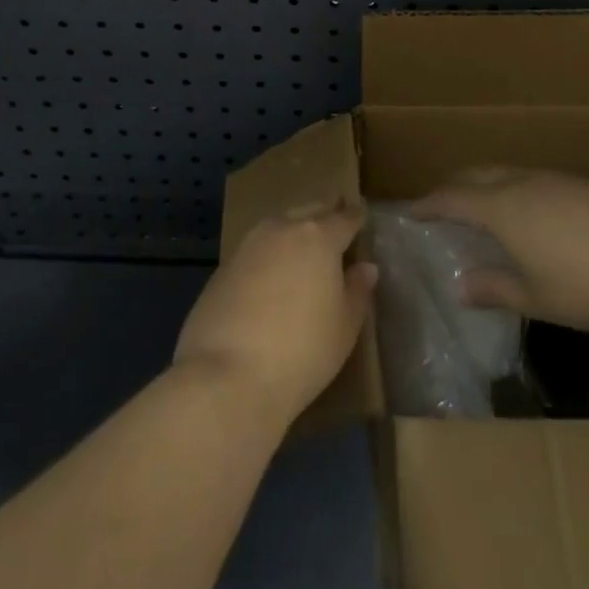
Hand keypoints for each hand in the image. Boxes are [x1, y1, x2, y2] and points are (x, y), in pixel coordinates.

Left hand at [174, 201, 376, 425]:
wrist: (227, 377)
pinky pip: (256, 248)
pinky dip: (270, 253)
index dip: (357, 216)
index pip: (345, 217)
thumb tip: (365, 267)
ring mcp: (249, 244)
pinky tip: (272, 273)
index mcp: (319, 236)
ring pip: (280, 224)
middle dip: (325, 212)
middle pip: (310, 210)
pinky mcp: (223, 266)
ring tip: (305, 244)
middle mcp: (283, 228)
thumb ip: (357, 291)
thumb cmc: (302, 351)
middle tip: (336, 218)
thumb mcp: (344, 327)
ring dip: (294, 228)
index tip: (362, 214)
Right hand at [412, 168, 588, 332]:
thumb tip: (461, 285)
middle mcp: (524, 183)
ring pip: (508, 172)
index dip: (430, 204)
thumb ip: (495, 288)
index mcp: (503, 208)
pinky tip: (531, 211)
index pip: (454, 198)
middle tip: (441, 202)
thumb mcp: (536, 298)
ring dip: (487, 184)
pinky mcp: (583, 184)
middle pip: (478, 174)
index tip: (412, 210)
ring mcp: (555, 179)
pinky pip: (534, 178)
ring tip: (483, 205)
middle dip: (455, 185)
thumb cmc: (588, 285)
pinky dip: (515, 188)